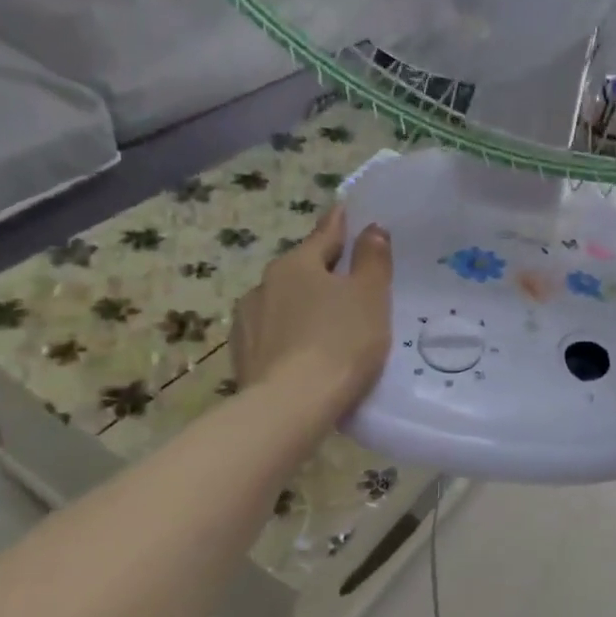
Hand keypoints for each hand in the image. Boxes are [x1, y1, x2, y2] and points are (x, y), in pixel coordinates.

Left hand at [231, 208, 392, 418]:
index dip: (339, 224)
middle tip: (346, 281)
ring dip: (302, 307)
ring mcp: (247, 322)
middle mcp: (264, 285)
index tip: (344, 210)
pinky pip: (272, 336)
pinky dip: (289, 337)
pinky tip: (302, 354)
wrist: (290, 407)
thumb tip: (371, 229)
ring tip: (324, 325)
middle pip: (301, 271)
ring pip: (282, 304)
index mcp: (296, 264)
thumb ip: (373, 260)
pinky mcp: (242, 357)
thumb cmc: (339, 342)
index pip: (323, 235)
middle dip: (321, 273)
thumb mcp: (370, 297)